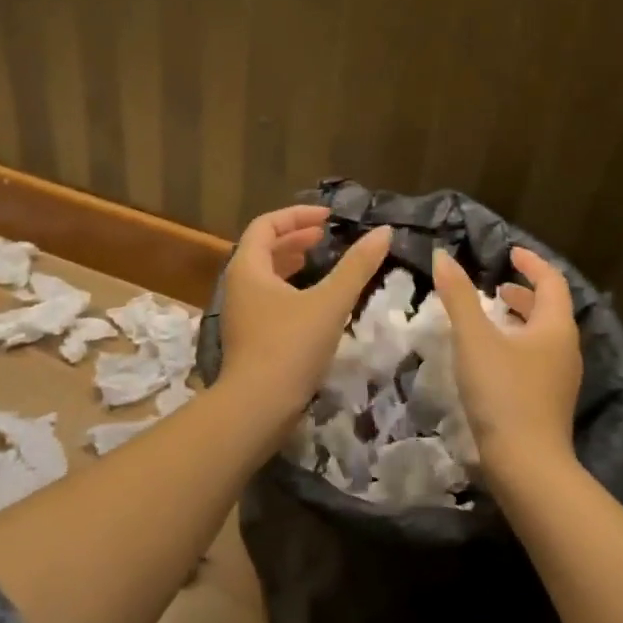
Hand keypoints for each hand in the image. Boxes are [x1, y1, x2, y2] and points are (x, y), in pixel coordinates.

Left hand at [220, 205, 392, 421]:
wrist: (257, 408)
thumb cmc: (290, 347)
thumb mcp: (329, 303)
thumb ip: (357, 266)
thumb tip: (384, 232)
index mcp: (248, 268)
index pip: (266, 225)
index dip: (297, 215)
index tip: (328, 217)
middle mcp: (238, 286)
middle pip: (263, 249)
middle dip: (296, 238)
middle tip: (326, 236)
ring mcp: (241, 314)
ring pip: (266, 276)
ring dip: (292, 263)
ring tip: (320, 260)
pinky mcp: (250, 337)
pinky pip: (269, 298)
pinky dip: (290, 288)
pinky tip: (314, 302)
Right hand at [432, 245, 581, 475]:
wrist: (527, 466)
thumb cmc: (503, 393)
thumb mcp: (474, 339)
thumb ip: (458, 296)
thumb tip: (442, 256)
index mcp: (555, 327)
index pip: (551, 281)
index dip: (531, 263)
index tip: (510, 252)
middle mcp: (566, 349)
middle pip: (550, 309)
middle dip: (524, 293)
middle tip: (496, 286)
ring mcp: (560, 379)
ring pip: (543, 337)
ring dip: (520, 320)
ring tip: (490, 318)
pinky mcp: (549, 402)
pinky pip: (536, 359)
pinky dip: (517, 345)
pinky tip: (492, 358)